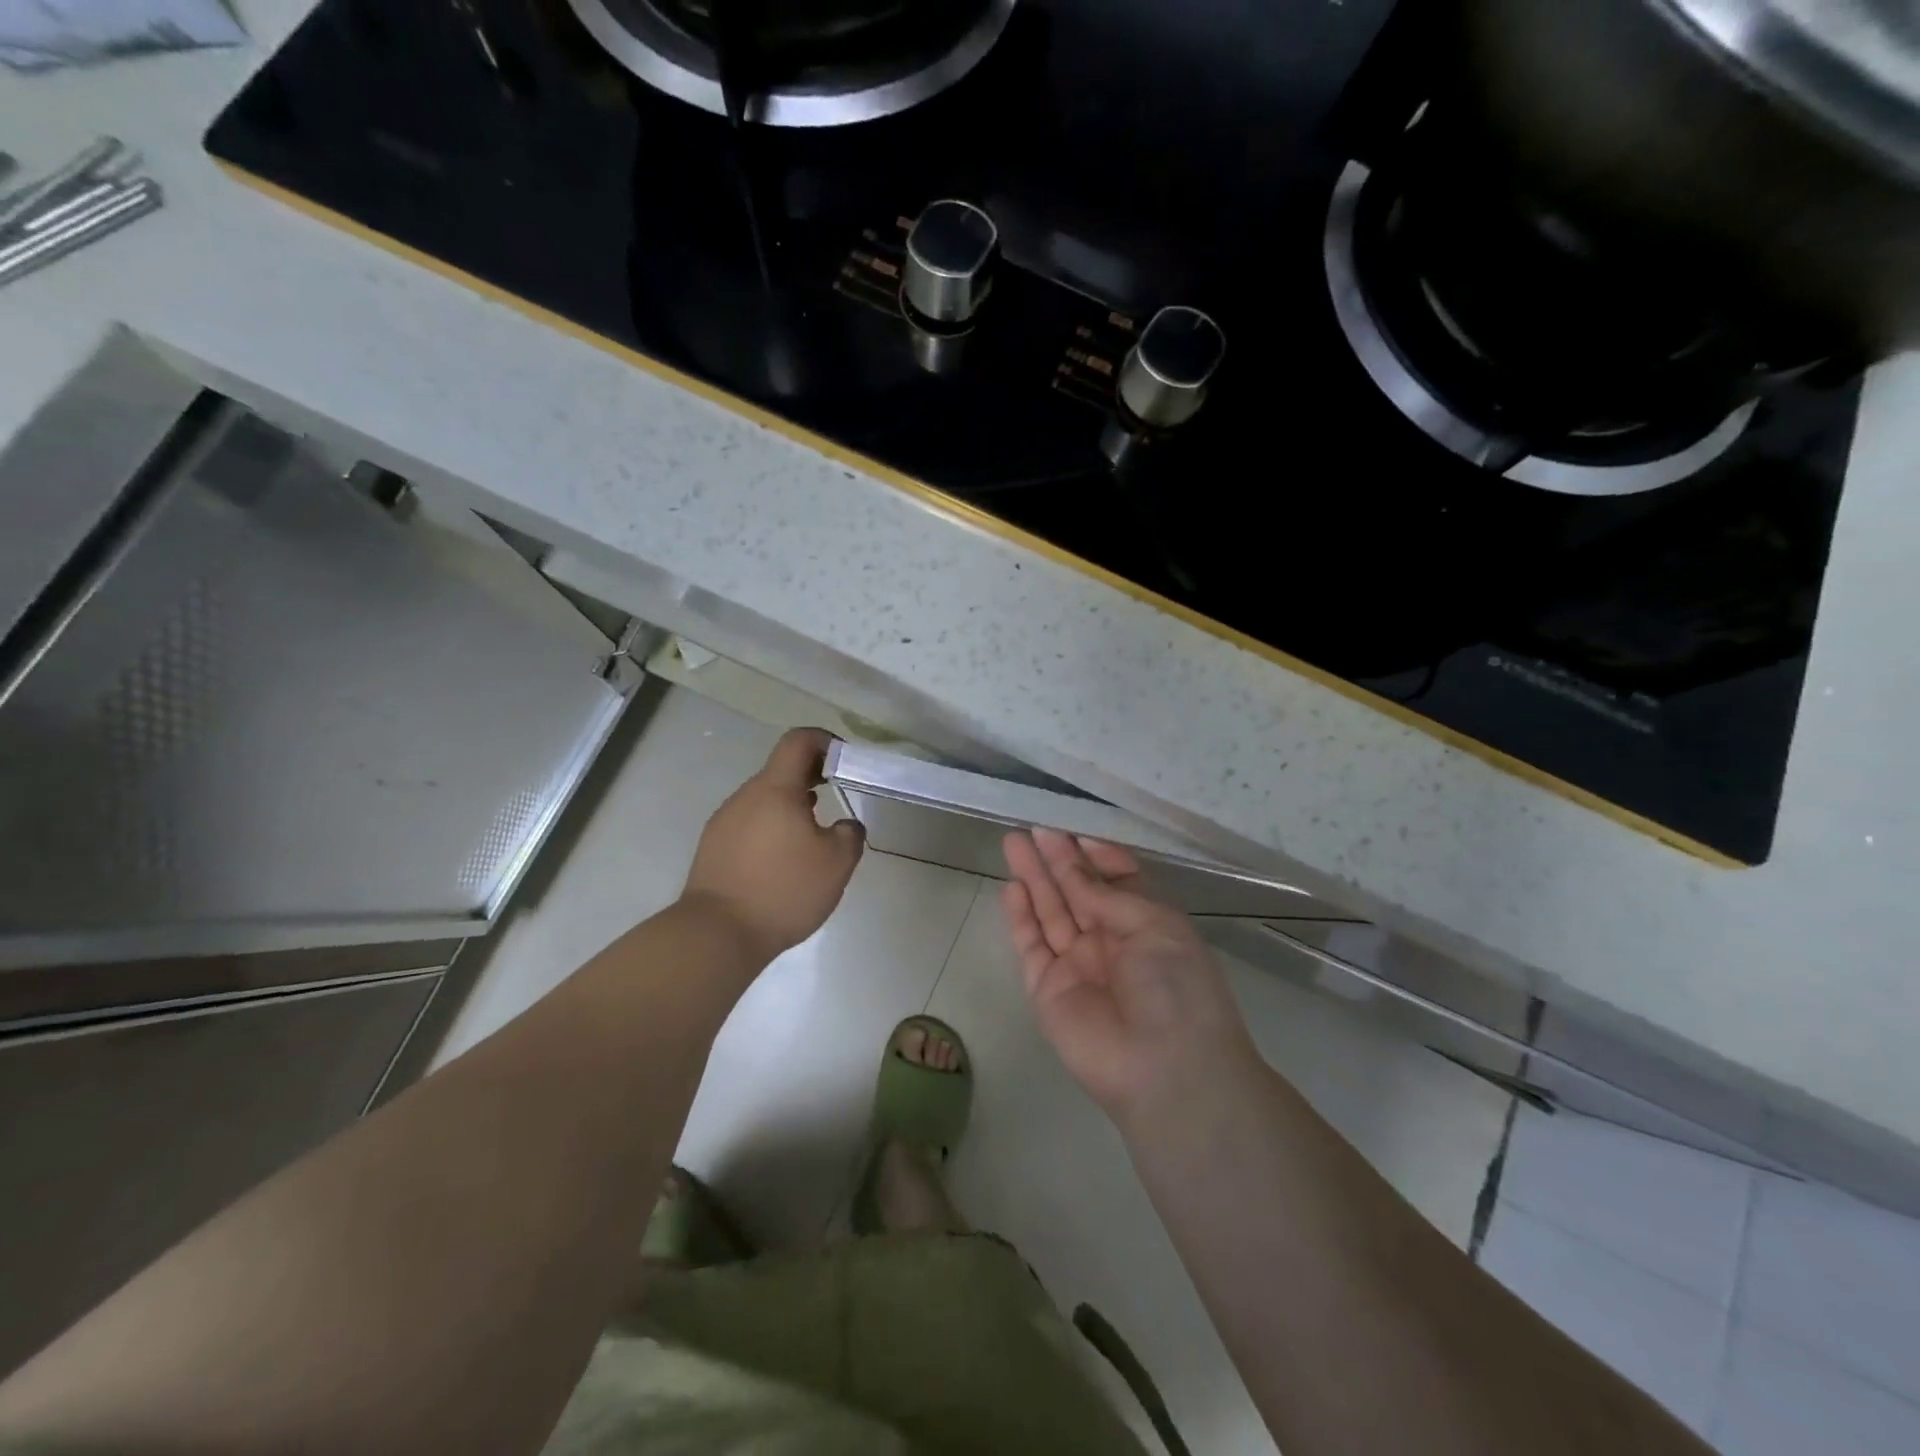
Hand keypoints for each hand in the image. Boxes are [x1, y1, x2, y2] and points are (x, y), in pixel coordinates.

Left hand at [681, 729, 864, 963]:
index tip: (845, 761)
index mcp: (775, 789)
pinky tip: (784, 859)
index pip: (798, 741)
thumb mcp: (837, 863)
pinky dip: (772, 828)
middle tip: (837, 795)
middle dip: (812, 776)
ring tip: (813, 834)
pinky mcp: (714, 847)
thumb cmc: (784, 890)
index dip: (825, 741)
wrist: (717, 934)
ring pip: (764, 799)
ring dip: (791, 805)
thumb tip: (847, 825)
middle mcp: (745, 797)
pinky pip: (750, 823)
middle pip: (781, 770)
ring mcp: (724, 821)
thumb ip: (851, 835)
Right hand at [1001, 828, 1255, 1123]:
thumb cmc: (1175, 986)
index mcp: (1146, 924)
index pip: (1116, 881)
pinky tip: (1012, 887)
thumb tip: (1072, 867)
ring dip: (1033, 878)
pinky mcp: (1047, 988)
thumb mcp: (1154, 925)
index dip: (1095, 855)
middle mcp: (1110, 941)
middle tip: (1033, 829)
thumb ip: (1106, 894)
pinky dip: (1021, 916)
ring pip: (1050, 912)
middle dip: (1056, 859)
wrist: (1165, 1069)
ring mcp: (1077, 965)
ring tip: (1014, 843)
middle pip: (1077, 891)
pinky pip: (1031, 944)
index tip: (1074, 831)